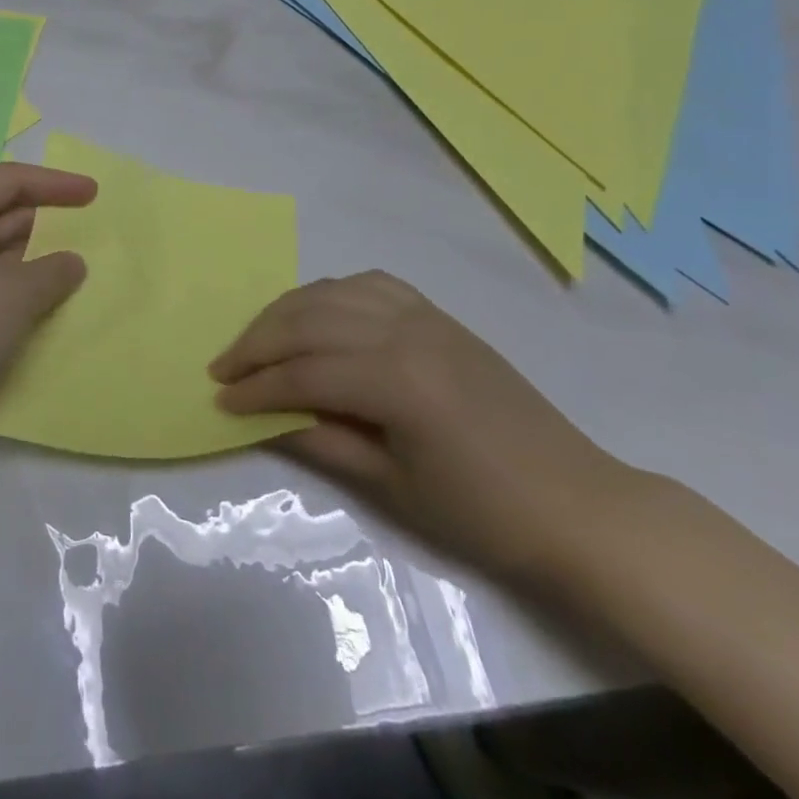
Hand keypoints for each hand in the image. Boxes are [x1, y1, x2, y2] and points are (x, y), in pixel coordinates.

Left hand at [0, 163, 96, 448]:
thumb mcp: (17, 294)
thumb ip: (54, 270)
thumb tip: (70, 262)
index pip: (8, 179)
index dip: (55, 184)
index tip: (94, 194)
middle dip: (43, 219)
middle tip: (88, 231)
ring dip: (29, 255)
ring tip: (73, 267)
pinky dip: (10, 281)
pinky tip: (38, 299)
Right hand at [210, 271, 641, 587]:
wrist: (577, 504)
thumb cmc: (485, 513)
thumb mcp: (394, 488)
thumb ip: (322, 442)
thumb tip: (262, 419)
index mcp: (396, 380)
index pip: (304, 373)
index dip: (257, 388)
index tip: (220, 401)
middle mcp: (404, 331)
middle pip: (308, 321)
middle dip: (257, 342)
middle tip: (222, 367)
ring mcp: (423, 316)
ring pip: (332, 293)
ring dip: (285, 312)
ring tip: (256, 339)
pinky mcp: (437, 315)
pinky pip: (369, 284)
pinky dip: (330, 292)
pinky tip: (315, 311)